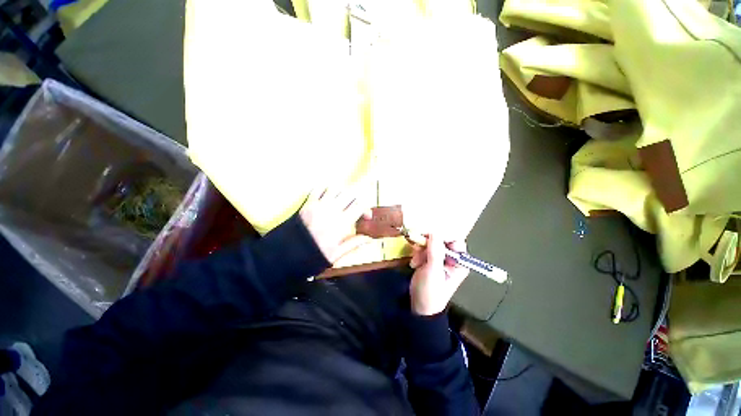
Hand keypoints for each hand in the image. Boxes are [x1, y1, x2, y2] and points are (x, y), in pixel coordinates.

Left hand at [299, 185, 372, 263]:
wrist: (288, 253)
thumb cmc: (314, 255)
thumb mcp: (336, 254)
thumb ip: (354, 244)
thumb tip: (369, 240)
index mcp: (341, 223)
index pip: (360, 205)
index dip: (366, 208)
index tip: (365, 217)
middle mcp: (332, 210)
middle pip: (350, 193)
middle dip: (356, 199)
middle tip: (355, 207)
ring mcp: (319, 204)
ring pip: (336, 188)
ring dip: (342, 193)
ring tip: (342, 201)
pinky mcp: (308, 203)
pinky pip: (319, 188)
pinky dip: (326, 189)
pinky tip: (328, 196)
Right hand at [409, 235, 469, 315]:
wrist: (419, 306)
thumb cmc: (431, 292)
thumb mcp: (433, 271)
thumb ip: (435, 251)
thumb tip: (435, 231)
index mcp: (459, 262)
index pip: (456, 242)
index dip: (443, 236)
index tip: (429, 234)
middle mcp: (451, 259)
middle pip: (442, 240)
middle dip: (428, 244)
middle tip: (418, 247)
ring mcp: (439, 259)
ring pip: (430, 244)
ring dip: (421, 250)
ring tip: (415, 262)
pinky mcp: (429, 260)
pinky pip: (424, 249)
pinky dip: (417, 254)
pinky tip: (414, 263)